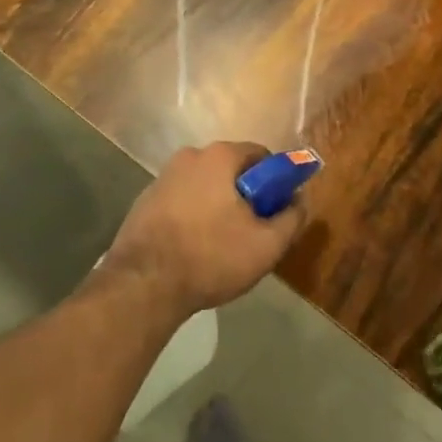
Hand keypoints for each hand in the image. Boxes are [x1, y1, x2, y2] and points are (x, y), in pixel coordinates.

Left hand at [102, 142, 306, 316]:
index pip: (261, 156)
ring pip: (205, 187)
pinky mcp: (144, 201)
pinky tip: (193, 249)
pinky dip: (192, 217)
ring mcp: (162, 177)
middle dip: (245, 196)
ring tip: (221, 247)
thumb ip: (292, 218)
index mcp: (220, 156)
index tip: (275, 211)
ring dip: (218, 207)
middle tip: (252, 232)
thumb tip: (299, 201)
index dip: (275, 182)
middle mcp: (189, 156)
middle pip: (231, 170)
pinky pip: (182, 201)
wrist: (142, 285)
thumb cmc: (211, 257)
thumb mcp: (266, 245)